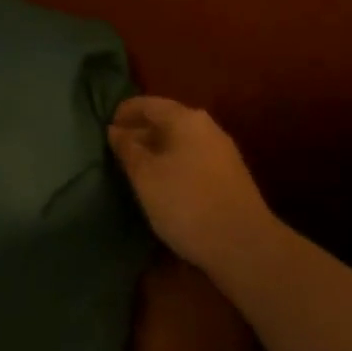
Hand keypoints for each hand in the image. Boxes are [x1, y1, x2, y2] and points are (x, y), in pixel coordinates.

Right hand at [108, 96, 275, 274]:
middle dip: (140, 132)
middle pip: (166, 120)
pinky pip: (193, 158)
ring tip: (136, 168)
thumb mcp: (146, 176)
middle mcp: (206, 127)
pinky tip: (163, 183)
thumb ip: (128, 149)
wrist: (245, 246)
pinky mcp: (230, 177)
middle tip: (117, 150)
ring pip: (180, 141)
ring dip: (157, 150)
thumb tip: (115, 130)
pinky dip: (173, 163)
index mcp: (185, 118)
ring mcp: (222, 151)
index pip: (148, 104)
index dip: (124, 112)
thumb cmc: (187, 203)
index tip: (106, 127)